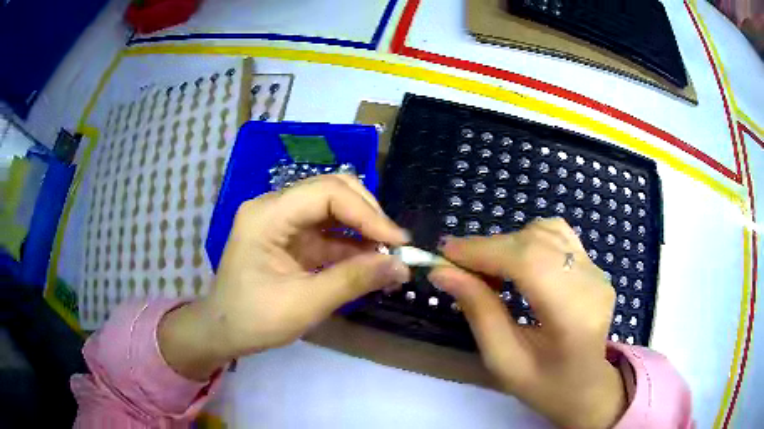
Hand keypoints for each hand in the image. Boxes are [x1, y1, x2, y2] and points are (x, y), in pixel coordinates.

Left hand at [159, 175, 410, 379]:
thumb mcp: (304, 304)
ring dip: (364, 229)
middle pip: (332, 190)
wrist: (224, 331)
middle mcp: (275, 207)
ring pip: (334, 207)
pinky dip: (353, 244)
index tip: (397, 242)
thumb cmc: (253, 320)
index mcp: (267, 215)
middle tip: (394, 245)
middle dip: (368, 214)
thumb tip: (401, 266)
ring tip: (389, 255)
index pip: (326, 193)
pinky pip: (329, 230)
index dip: (367, 213)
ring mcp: (283, 220)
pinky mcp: (292, 237)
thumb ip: (352, 281)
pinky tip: (371, 261)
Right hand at [429, 218, 625, 428]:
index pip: (529, 262)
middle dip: (490, 247)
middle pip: (535, 242)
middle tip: (457, 264)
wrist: (587, 387)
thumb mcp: (503, 360)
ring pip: (546, 231)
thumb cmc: (544, 386)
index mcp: (573, 316)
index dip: (485, 251)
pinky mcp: (595, 267)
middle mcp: (592, 284)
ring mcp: (597, 272)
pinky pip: (557, 236)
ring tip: (486, 269)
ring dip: (508, 244)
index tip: (446, 253)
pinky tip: (514, 263)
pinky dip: (527, 241)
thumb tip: (443, 272)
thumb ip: (478, 312)